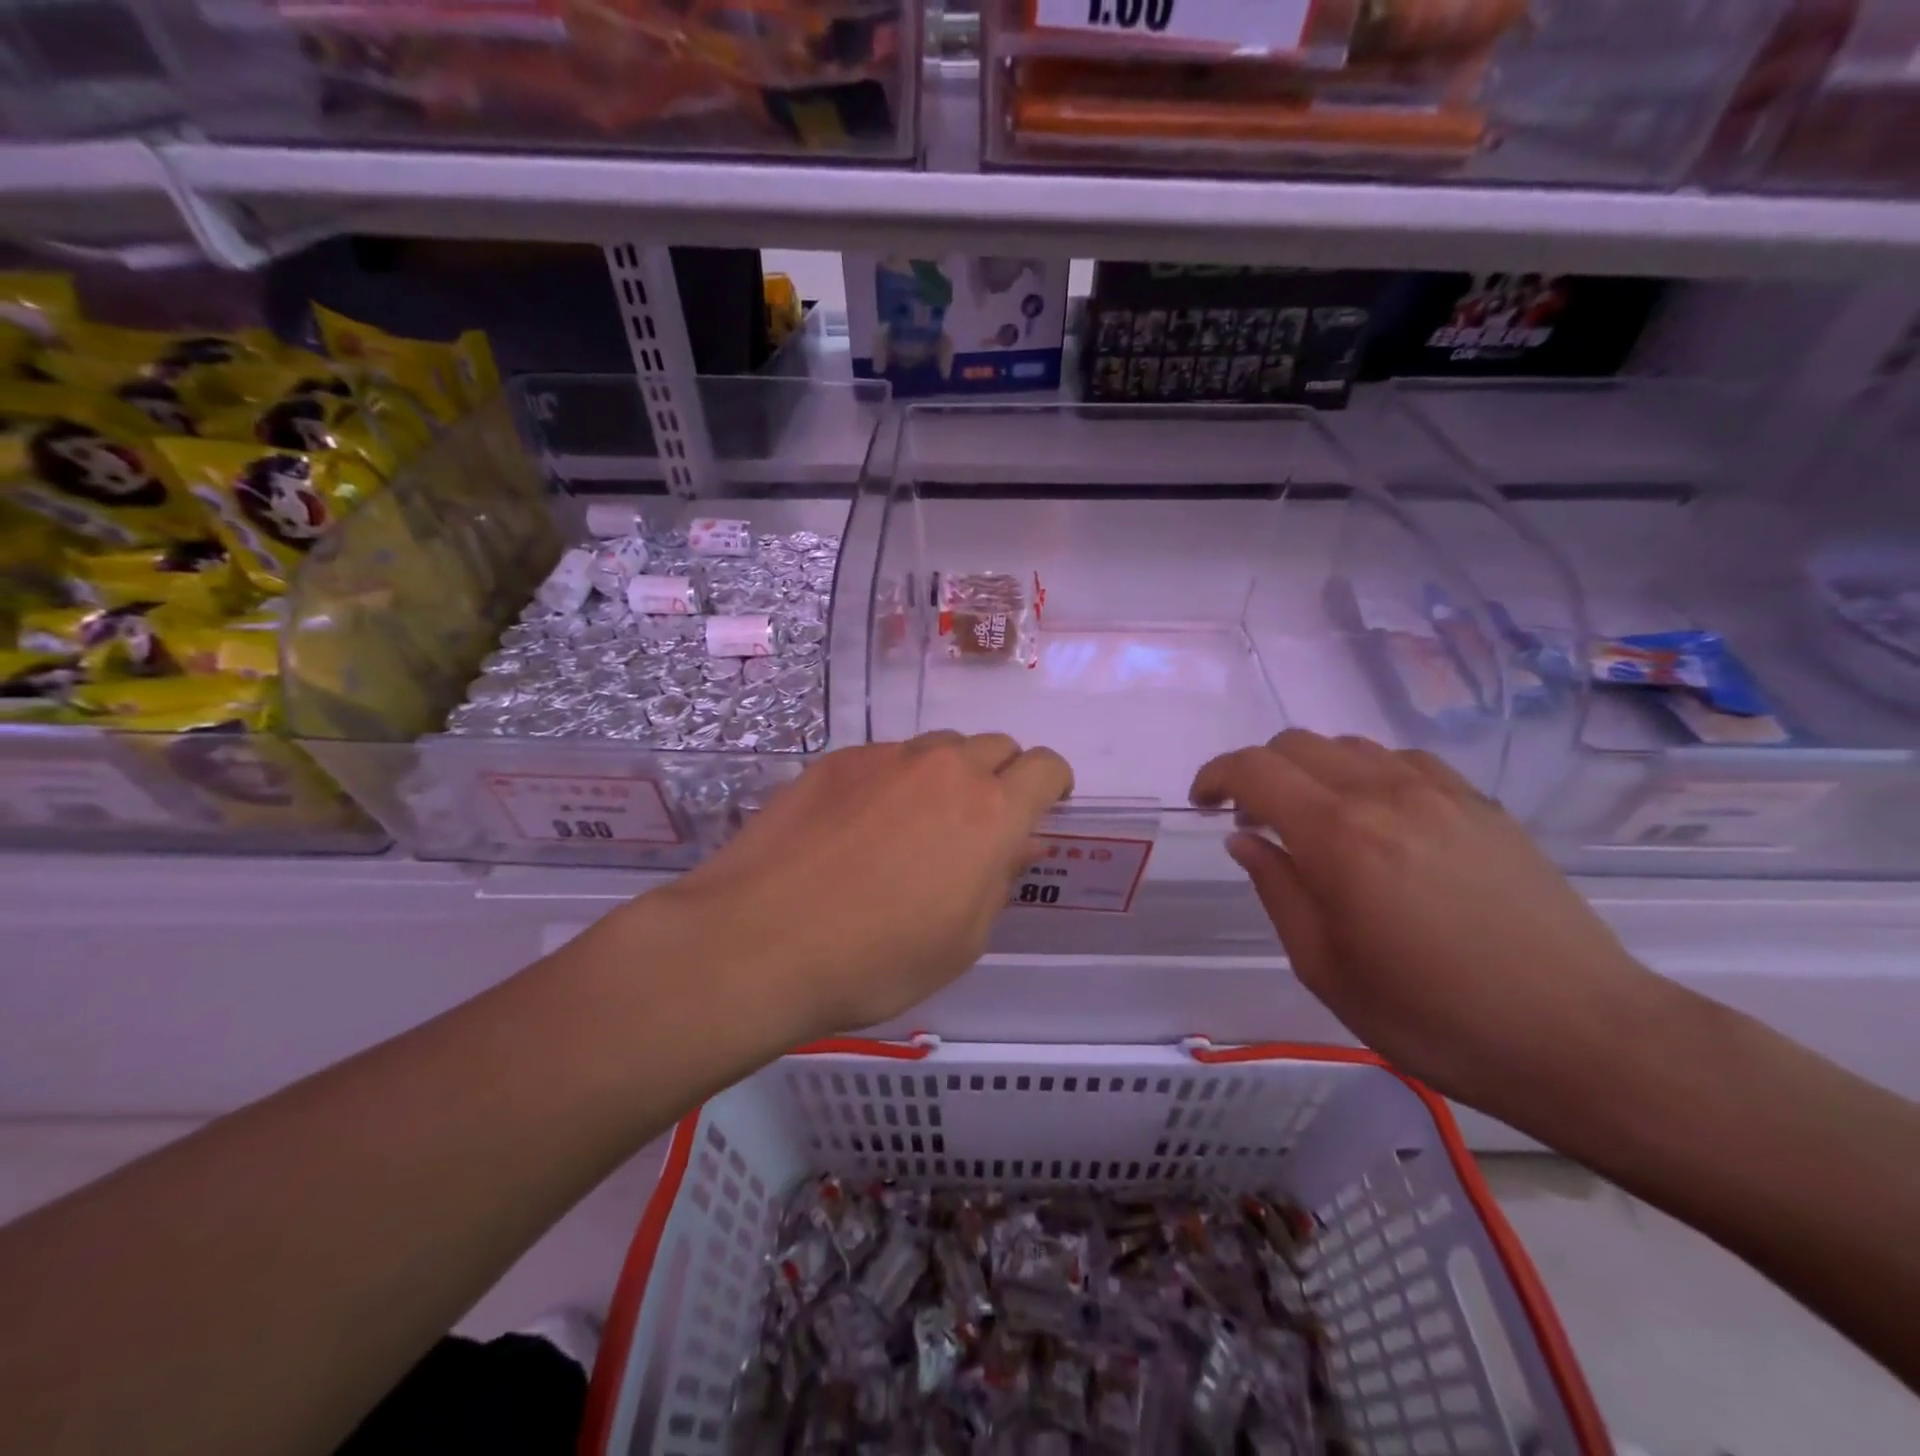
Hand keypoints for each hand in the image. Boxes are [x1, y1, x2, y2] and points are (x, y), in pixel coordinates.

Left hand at [652, 733, 1072, 1041]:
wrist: (760, 941)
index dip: (1053, 785)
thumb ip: (999, 880)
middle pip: (995, 746)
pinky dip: (892, 780)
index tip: (1041, 809)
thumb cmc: (876, 961)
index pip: (1046, 767)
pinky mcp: (836, 760)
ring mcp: (886, 758)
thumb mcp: (961, 940)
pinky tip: (859, 826)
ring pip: (939, 747)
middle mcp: (945, 768)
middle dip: (1001, 776)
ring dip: (946, 775)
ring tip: (914, 824)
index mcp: (991, 812)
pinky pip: (885, 758)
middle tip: (977, 823)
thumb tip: (1020, 843)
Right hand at [1191, 730, 1661, 1115]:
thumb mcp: (1325, 968)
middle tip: (1253, 820)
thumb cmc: (1433, 1017)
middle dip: (1258, 771)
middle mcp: (1384, 794)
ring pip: (1349, 745)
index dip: (1215, 776)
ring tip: (1313, 821)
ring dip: (1311, 771)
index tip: (1202, 804)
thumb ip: (1276, 889)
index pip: (1254, 769)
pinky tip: (1377, 819)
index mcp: (1338, 836)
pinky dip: (1366, 774)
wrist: (1581, 1036)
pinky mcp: (1480, 804)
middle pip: (1296, 744)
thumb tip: (1244, 838)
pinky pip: (1402, 761)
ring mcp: (1439, 792)